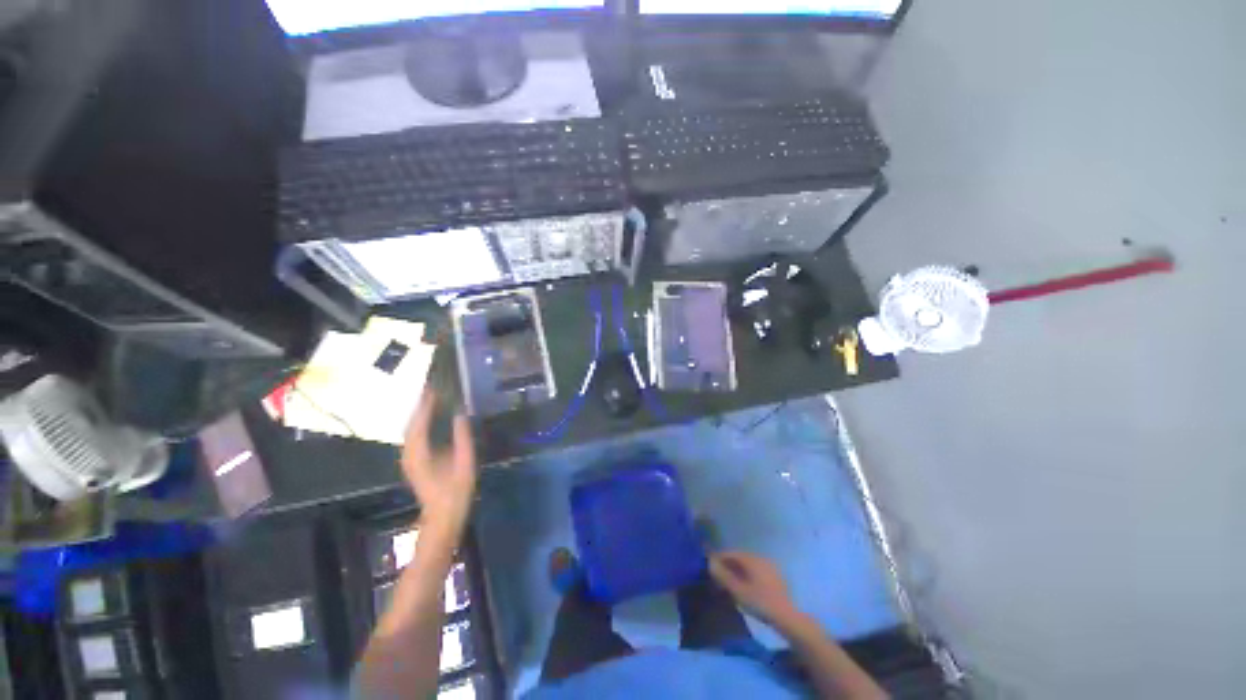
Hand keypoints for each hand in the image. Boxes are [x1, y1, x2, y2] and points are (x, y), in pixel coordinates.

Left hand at [401, 390, 476, 535]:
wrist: (443, 516)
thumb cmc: (456, 489)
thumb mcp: (464, 461)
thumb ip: (462, 436)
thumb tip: (460, 413)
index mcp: (420, 452)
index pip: (419, 421)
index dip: (425, 404)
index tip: (434, 387)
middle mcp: (409, 453)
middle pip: (411, 423)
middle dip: (421, 405)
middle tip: (434, 388)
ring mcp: (409, 459)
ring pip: (411, 430)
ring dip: (420, 414)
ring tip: (433, 399)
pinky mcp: (413, 462)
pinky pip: (414, 436)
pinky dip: (421, 424)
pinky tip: (431, 419)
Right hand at [710, 551, 801, 629]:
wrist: (787, 618)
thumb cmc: (760, 603)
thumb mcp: (738, 591)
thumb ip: (722, 575)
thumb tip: (710, 562)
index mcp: (751, 558)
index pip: (730, 552)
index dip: (718, 558)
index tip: (709, 567)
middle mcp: (760, 557)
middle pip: (739, 557)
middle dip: (727, 565)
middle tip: (718, 577)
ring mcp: (769, 566)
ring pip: (748, 564)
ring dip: (737, 570)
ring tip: (729, 584)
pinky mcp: (775, 576)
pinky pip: (756, 570)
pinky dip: (747, 575)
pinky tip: (745, 587)